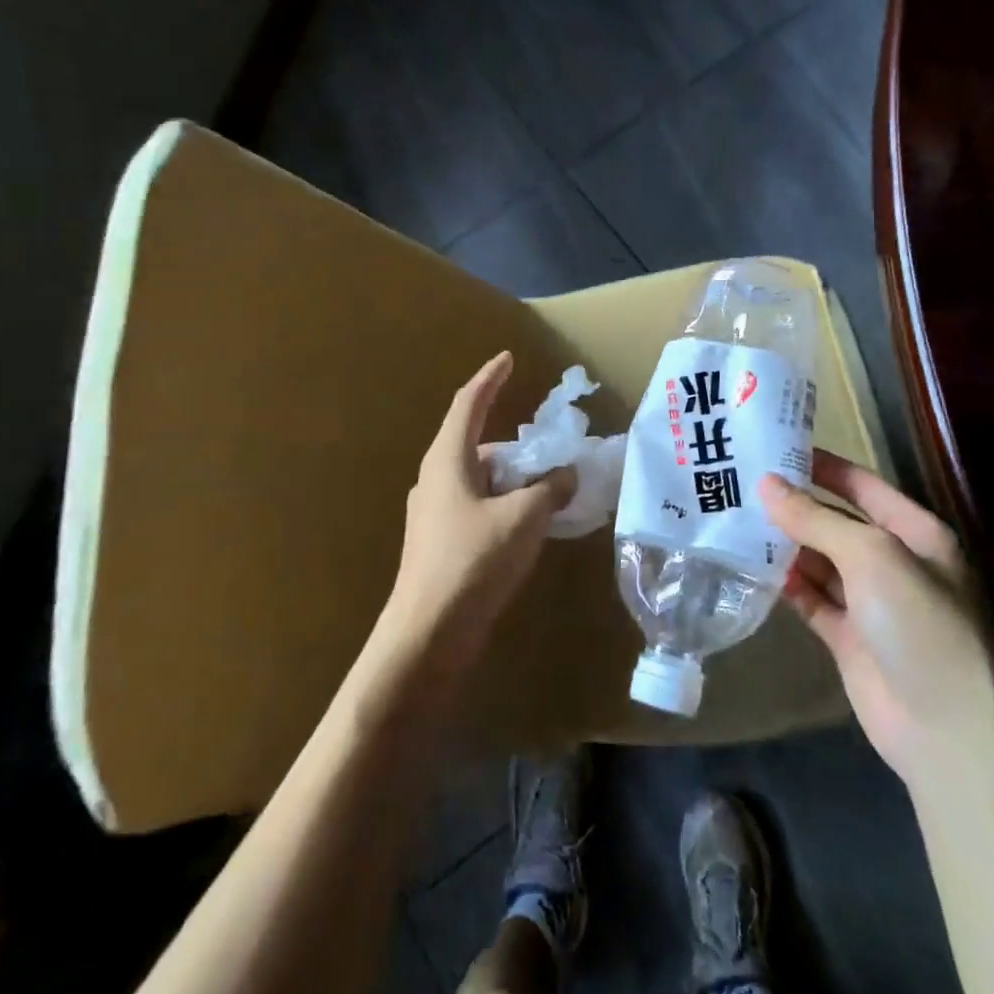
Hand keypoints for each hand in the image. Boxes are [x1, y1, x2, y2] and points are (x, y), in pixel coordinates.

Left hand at [385, 352, 575, 666]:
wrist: (427, 635)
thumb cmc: (473, 562)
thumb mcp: (523, 518)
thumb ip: (549, 490)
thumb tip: (566, 475)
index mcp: (447, 460)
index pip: (469, 404)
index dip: (489, 378)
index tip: (507, 358)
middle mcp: (434, 479)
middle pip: (475, 443)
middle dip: (512, 441)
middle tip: (547, 446)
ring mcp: (433, 513)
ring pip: (478, 479)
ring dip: (511, 477)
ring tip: (546, 487)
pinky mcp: (438, 542)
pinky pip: (476, 506)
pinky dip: (503, 503)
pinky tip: (527, 523)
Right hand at [761, 452, 993, 777]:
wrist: (946, 732)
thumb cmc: (920, 624)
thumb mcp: (871, 556)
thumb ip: (816, 518)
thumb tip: (766, 484)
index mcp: (915, 532)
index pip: (862, 484)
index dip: (822, 464)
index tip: (773, 447)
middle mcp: (893, 561)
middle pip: (835, 521)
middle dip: (794, 504)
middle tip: (739, 482)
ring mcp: (870, 602)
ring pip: (819, 559)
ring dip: (784, 542)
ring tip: (733, 517)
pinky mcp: (848, 637)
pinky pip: (811, 598)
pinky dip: (785, 583)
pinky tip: (749, 565)